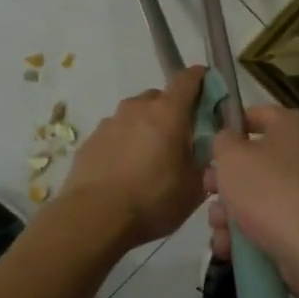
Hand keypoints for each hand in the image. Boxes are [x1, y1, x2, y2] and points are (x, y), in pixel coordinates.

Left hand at [57, 66, 208, 248]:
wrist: (94, 218)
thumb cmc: (152, 200)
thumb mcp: (194, 187)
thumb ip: (206, 161)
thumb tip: (207, 150)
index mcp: (167, 113)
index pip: (187, 79)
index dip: (200, 79)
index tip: (208, 89)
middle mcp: (137, 108)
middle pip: (159, 98)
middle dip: (172, 112)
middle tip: (179, 140)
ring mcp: (110, 123)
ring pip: (135, 116)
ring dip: (146, 129)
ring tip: (149, 161)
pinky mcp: (90, 141)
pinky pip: (115, 134)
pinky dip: (124, 145)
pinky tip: (125, 172)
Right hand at [207, 105, 298, 289]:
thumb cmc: (269, 193)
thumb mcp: (232, 158)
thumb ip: (222, 140)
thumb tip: (228, 140)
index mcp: (293, 126)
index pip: (256, 114)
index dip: (228, 127)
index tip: (207, 147)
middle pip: (253, 159)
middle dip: (224, 180)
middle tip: (208, 193)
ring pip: (257, 194)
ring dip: (230, 212)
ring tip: (218, 229)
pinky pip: (269, 219)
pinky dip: (247, 232)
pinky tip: (228, 248)